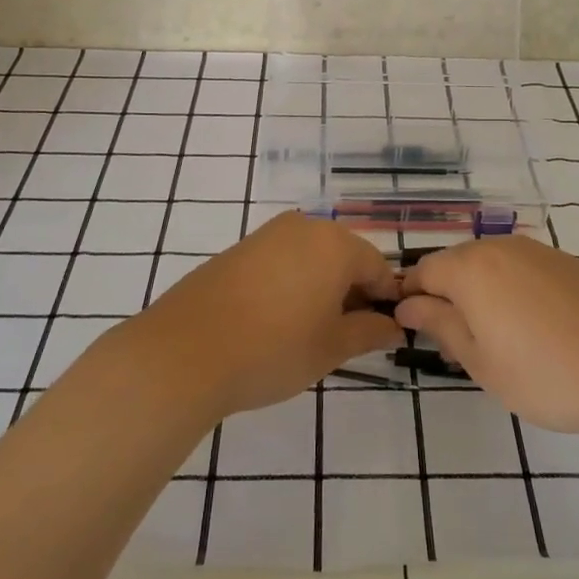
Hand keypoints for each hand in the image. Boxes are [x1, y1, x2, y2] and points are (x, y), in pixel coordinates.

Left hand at [132, 213, 403, 417]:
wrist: (185, 352)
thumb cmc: (273, 349)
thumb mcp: (332, 347)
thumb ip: (370, 332)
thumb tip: (394, 327)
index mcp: (336, 244)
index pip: (378, 268)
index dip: (386, 301)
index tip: (383, 333)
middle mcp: (305, 227)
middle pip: (345, 257)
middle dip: (353, 293)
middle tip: (347, 337)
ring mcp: (267, 234)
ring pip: (312, 258)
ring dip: (322, 288)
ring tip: (312, 332)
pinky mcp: (239, 249)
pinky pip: (281, 261)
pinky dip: (292, 284)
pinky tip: (279, 320)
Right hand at [399, 235, 578, 437]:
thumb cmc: (546, 375)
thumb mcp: (480, 360)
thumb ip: (440, 324)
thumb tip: (407, 304)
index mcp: (471, 268)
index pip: (423, 271)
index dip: (411, 298)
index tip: (411, 328)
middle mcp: (500, 247)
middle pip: (455, 263)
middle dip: (445, 294)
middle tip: (454, 341)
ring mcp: (536, 250)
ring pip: (489, 264)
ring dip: (479, 291)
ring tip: (493, 336)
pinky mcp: (565, 261)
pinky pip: (520, 267)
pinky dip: (510, 288)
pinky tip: (529, 325)